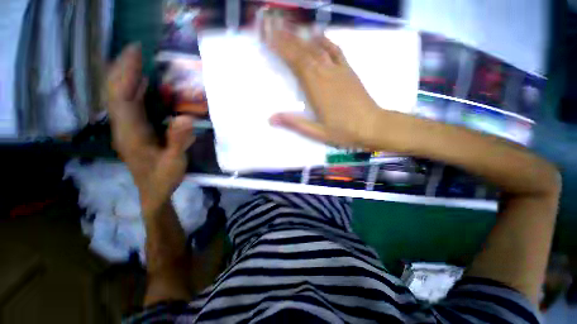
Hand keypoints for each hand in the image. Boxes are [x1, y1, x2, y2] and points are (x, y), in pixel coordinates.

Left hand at [105, 44, 195, 209]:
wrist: (153, 193)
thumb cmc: (163, 179)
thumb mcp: (175, 162)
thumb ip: (179, 140)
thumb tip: (186, 117)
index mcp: (130, 134)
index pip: (122, 98)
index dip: (127, 74)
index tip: (136, 54)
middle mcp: (123, 127)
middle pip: (115, 92)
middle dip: (123, 69)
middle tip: (136, 49)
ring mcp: (127, 128)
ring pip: (119, 97)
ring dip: (126, 76)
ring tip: (136, 59)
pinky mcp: (134, 130)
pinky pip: (129, 105)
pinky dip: (133, 89)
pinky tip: (142, 82)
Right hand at [266, 28, 380, 148]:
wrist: (372, 126)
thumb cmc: (344, 131)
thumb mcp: (317, 132)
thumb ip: (294, 123)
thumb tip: (271, 119)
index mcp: (316, 89)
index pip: (296, 63)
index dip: (281, 49)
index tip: (269, 38)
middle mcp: (326, 74)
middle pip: (304, 52)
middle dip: (287, 38)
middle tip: (273, 26)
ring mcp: (339, 70)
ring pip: (317, 48)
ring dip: (302, 37)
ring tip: (289, 27)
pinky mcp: (348, 71)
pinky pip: (336, 51)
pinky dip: (325, 40)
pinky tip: (317, 34)